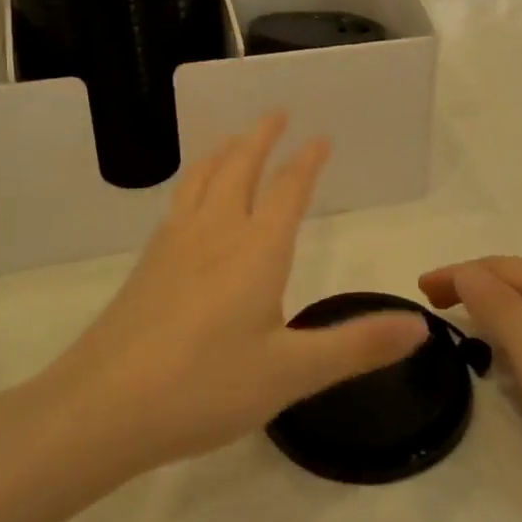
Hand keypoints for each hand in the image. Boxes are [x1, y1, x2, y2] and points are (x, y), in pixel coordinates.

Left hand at [42, 115, 425, 476]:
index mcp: (255, 250)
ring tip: (232, 139)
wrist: (101, 409)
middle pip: (239, 167)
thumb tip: (421, 325)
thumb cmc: (205, 387)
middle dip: (261, 137)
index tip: (320, 137)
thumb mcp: (292, 373)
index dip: (306, 161)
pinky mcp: (146, 266)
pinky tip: (190, 201)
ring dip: (223, 152)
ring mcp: (173, 245)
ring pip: (202, 179)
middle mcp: (214, 233)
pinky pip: (178, 202)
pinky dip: (194, 180)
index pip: (287, 190)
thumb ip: (357, 345)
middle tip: (276, 113)